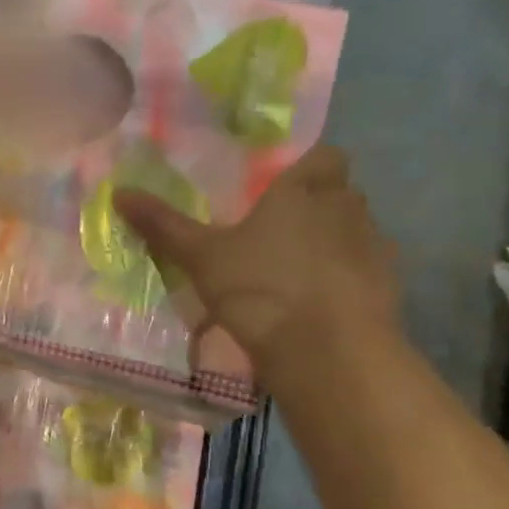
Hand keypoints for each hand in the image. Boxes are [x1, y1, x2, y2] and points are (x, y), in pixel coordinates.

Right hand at [113, 147, 398, 377]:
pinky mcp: (390, 289)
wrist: (328, 352)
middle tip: (281, 228)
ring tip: (299, 269)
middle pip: (342, 192)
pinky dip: (349, 280)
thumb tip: (119, 192)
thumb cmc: (261, 287)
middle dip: (319, 204)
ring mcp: (374, 250)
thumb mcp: (201, 257)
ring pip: (358, 232)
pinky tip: (321, 302)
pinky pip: (369, 272)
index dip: (309, 166)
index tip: (284, 185)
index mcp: (304, 191)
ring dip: (336, 242)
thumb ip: (164, 225)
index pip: (325, 156)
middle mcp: (346, 210)